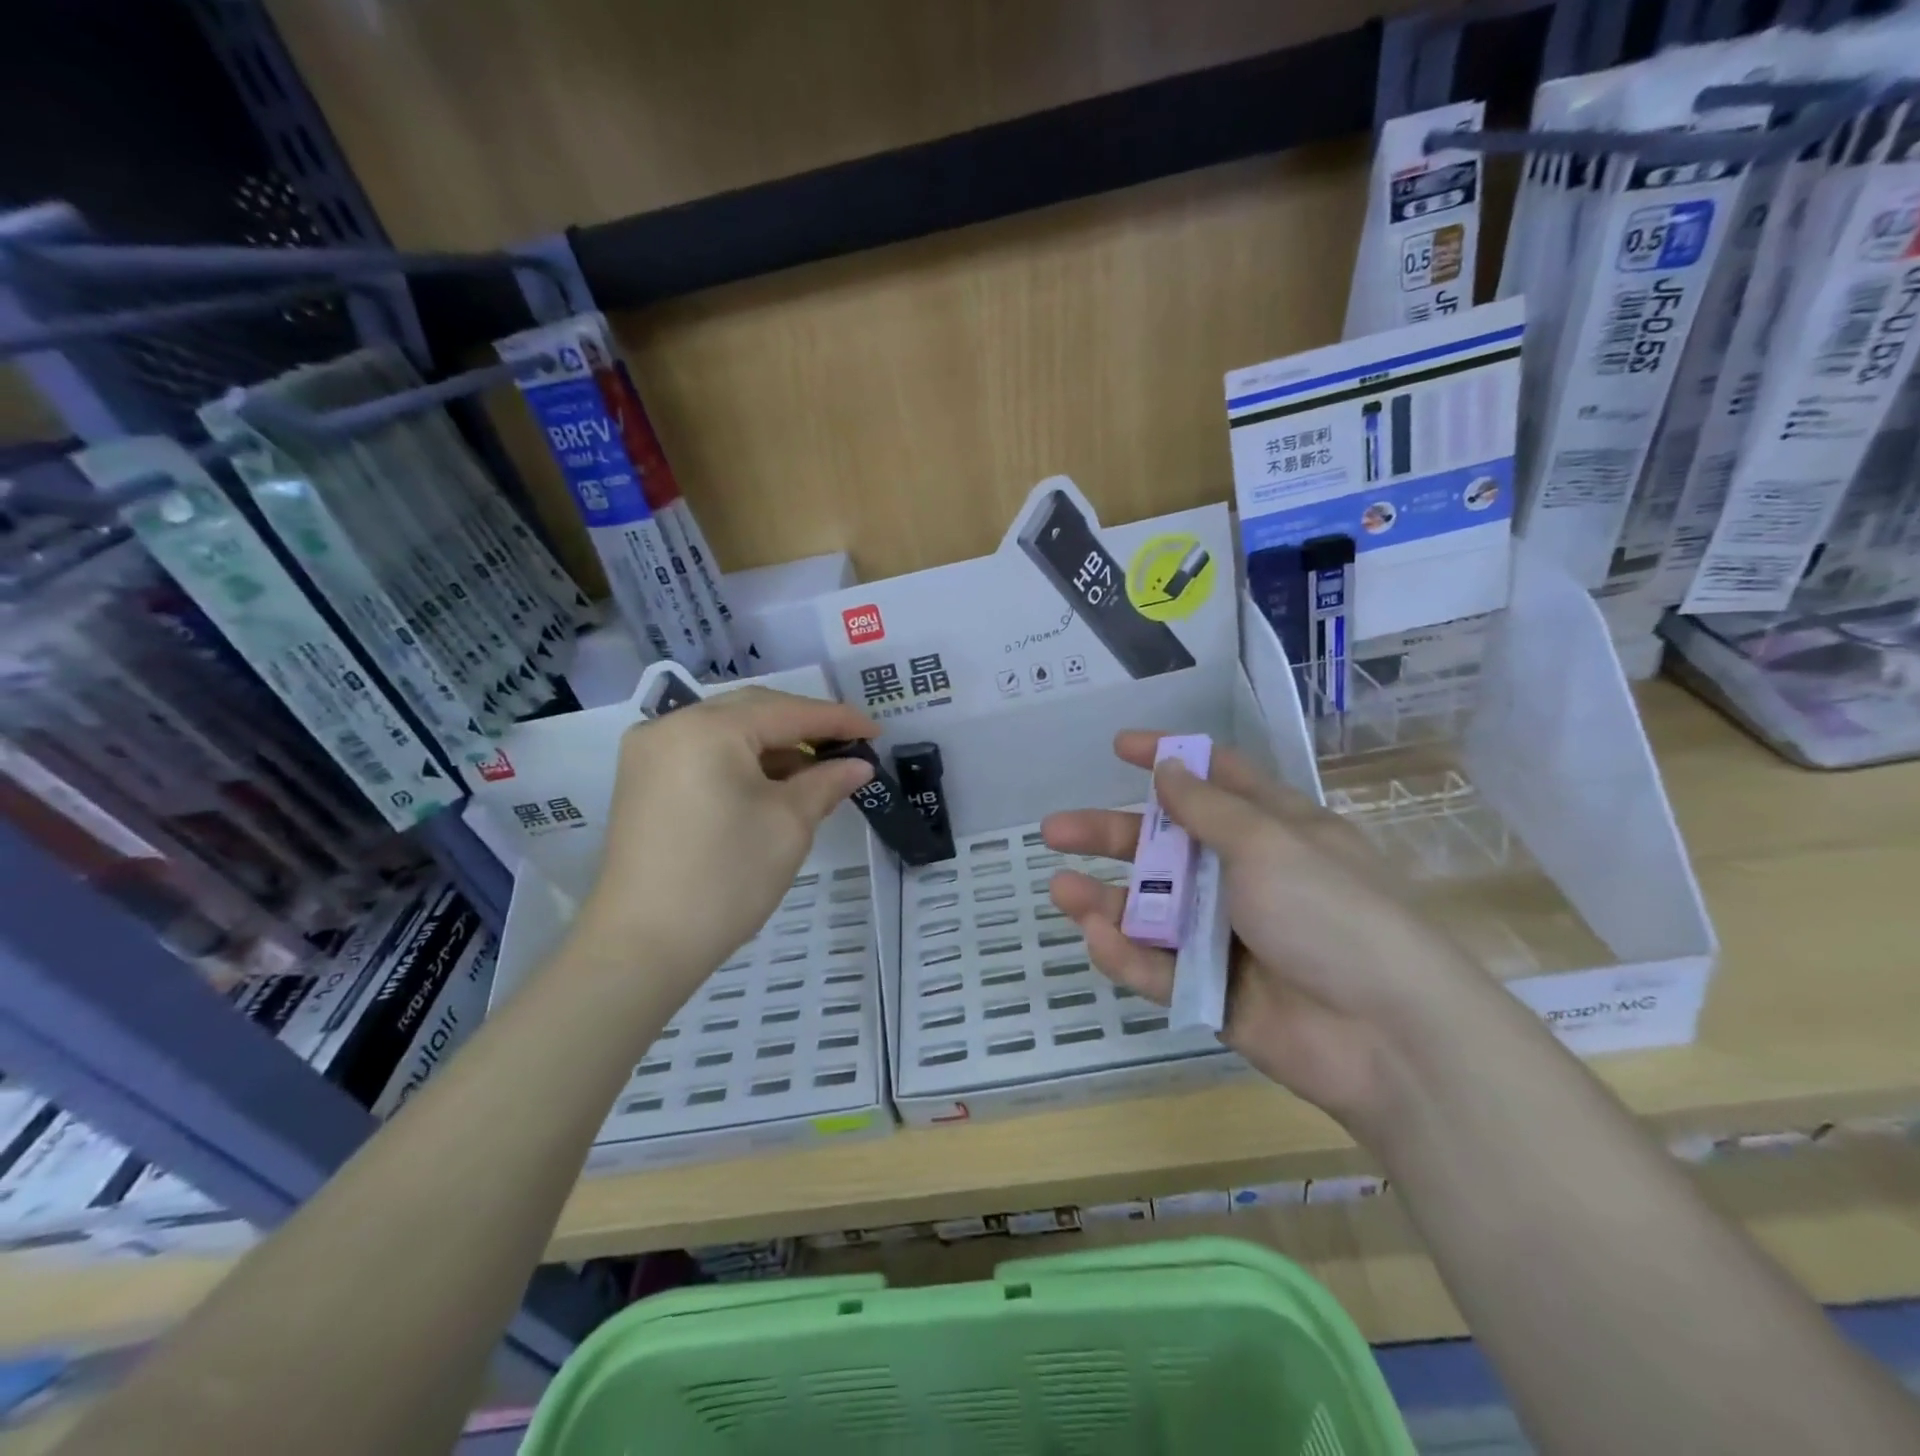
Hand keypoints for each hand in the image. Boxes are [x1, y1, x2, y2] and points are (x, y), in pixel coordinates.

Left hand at [572, 687, 878, 1007]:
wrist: (643, 946)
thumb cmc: (726, 878)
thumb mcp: (789, 824)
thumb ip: (826, 782)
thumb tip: (857, 765)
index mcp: (708, 728)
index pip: (787, 711)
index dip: (838, 720)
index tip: (877, 731)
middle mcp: (671, 725)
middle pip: (753, 711)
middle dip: (804, 726)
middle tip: (849, 746)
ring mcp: (650, 753)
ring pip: (727, 731)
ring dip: (773, 746)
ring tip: (818, 770)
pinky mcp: (643, 781)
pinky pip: (704, 753)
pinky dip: (742, 762)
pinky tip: (774, 783)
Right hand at [1043, 732, 1499, 1139]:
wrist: (1389, 1037)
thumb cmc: (1333, 914)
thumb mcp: (1271, 844)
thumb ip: (1210, 810)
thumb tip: (1169, 768)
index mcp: (1274, 832)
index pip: (1215, 780)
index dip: (1168, 760)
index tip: (1120, 748)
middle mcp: (1246, 878)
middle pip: (1165, 846)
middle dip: (1110, 834)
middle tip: (1054, 830)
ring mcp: (1227, 937)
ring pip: (1154, 911)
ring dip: (1107, 898)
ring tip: (1062, 890)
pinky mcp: (1214, 991)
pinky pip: (1161, 967)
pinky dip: (1128, 954)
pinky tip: (1096, 936)